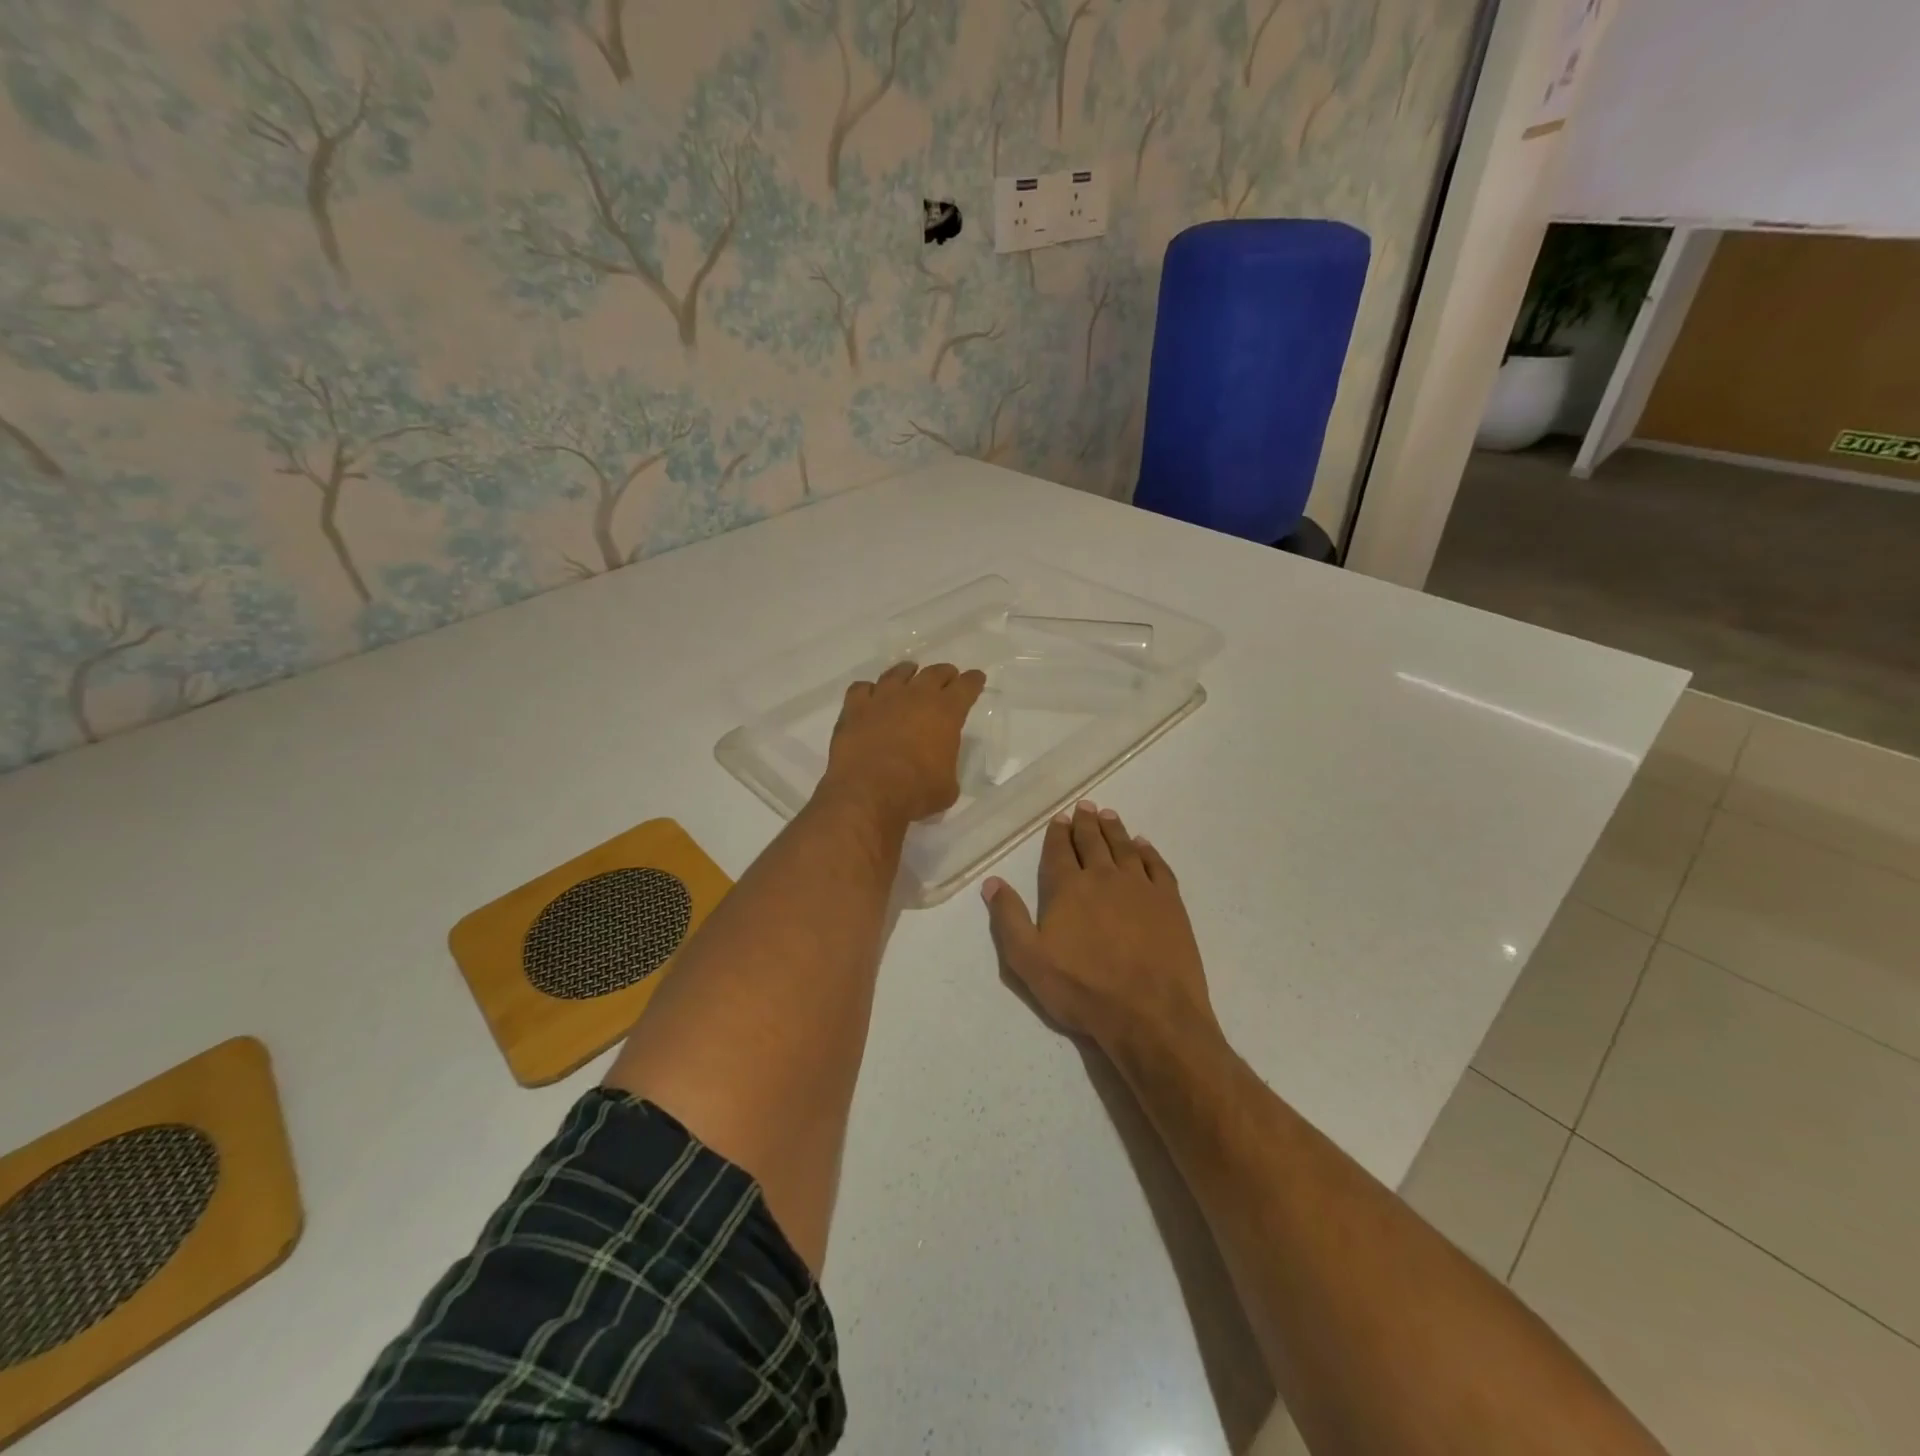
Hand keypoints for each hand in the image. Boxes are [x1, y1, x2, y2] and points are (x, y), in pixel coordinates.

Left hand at [820, 661, 986, 827]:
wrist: (867, 793)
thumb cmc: (916, 792)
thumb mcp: (947, 787)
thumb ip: (946, 767)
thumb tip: (939, 767)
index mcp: (946, 713)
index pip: (966, 687)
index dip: (973, 681)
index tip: (976, 678)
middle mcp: (916, 696)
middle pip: (934, 673)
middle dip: (944, 674)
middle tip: (947, 677)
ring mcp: (883, 698)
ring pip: (898, 673)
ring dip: (907, 672)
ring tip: (909, 674)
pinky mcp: (854, 707)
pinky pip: (862, 688)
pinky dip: (868, 691)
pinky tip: (870, 697)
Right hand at [982, 801, 1218, 1053]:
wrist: (1151, 1013)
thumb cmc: (1083, 989)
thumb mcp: (1028, 961)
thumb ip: (1008, 918)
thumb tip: (992, 882)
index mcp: (1068, 888)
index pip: (1059, 851)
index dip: (1057, 833)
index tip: (1059, 818)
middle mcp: (1104, 876)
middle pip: (1092, 841)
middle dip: (1085, 822)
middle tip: (1084, 806)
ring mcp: (1140, 886)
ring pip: (1124, 847)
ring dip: (1114, 829)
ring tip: (1108, 815)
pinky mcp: (1169, 902)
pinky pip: (1156, 865)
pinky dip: (1148, 851)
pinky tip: (1143, 845)